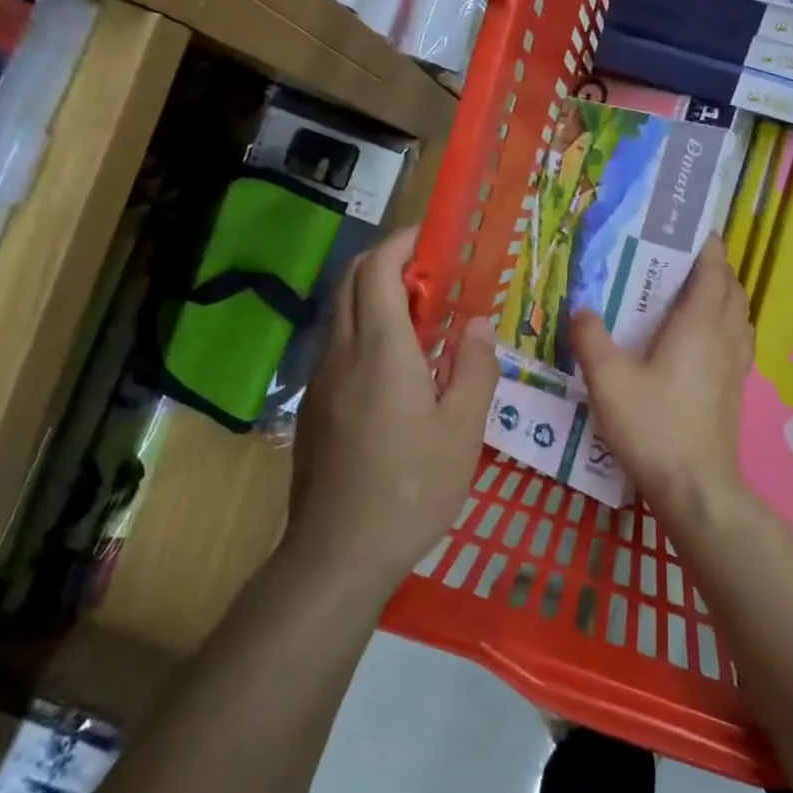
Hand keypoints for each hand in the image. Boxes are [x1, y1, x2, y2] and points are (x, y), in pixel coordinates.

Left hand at [289, 227, 498, 585]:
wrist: (338, 552)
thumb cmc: (411, 488)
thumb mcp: (463, 430)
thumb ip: (475, 368)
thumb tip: (477, 324)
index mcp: (381, 349)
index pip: (380, 268)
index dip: (404, 243)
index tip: (434, 239)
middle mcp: (342, 352)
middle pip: (353, 279)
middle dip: (389, 260)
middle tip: (433, 275)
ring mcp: (321, 378)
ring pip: (343, 310)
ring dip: (377, 294)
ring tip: (422, 317)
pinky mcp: (315, 404)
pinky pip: (339, 342)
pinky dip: (366, 327)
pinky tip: (397, 365)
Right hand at [571, 238, 754, 514]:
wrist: (696, 487)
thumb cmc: (654, 426)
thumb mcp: (609, 381)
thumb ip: (591, 339)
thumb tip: (581, 308)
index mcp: (698, 325)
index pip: (713, 272)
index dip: (708, 248)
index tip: (696, 230)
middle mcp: (724, 338)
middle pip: (732, 290)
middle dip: (717, 269)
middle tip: (687, 261)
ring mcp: (735, 366)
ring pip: (739, 316)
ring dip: (725, 297)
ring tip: (697, 295)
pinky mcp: (735, 391)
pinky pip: (738, 341)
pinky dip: (727, 325)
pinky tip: (705, 342)